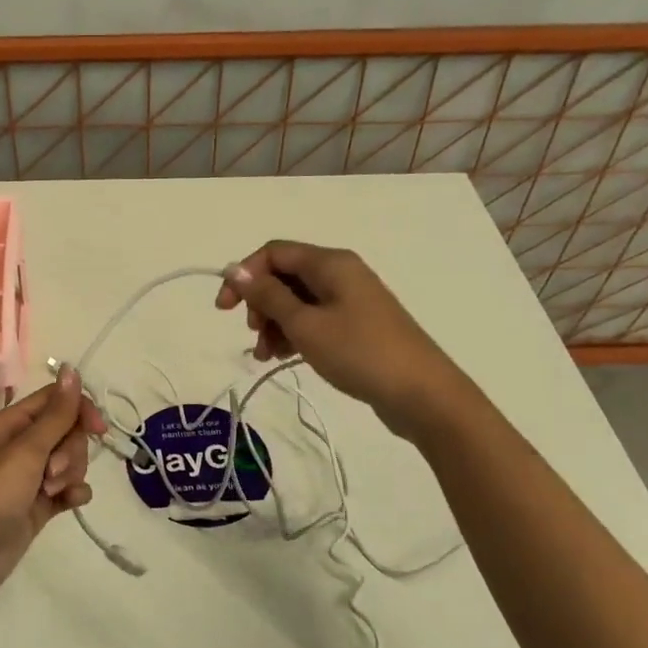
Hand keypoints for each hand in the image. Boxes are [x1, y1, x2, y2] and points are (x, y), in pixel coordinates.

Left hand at [0, 367, 103, 605]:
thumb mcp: (26, 451)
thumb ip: (56, 414)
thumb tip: (71, 369)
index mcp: (13, 423)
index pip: (57, 401)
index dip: (80, 410)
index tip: (98, 430)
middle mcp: (22, 445)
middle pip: (68, 431)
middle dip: (71, 451)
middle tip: (52, 472)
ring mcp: (32, 476)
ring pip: (71, 460)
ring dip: (71, 473)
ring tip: (51, 492)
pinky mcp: (40, 504)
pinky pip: (69, 488)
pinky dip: (74, 493)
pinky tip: (70, 502)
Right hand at [214, 240, 464, 436]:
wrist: (422, 394)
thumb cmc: (360, 353)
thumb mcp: (305, 324)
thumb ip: (268, 296)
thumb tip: (236, 270)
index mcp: (331, 263)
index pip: (274, 253)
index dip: (244, 276)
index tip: (225, 309)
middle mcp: (341, 273)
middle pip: (284, 275)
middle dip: (260, 303)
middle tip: (253, 334)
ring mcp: (351, 300)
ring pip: (297, 301)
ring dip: (274, 323)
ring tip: (266, 355)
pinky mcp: (356, 325)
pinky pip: (314, 319)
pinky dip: (294, 334)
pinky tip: (283, 357)